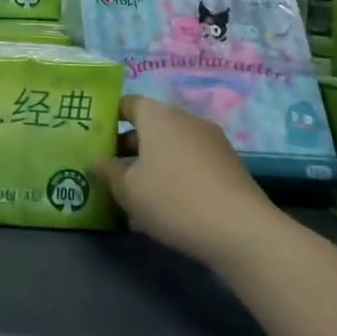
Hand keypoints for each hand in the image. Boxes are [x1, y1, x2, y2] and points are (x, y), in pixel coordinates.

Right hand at [94, 95, 283, 265]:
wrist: (242, 231)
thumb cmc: (173, 199)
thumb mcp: (127, 189)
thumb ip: (107, 172)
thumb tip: (97, 162)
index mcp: (158, 116)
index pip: (127, 103)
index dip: (108, 117)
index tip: (94, 138)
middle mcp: (186, 120)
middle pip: (150, 126)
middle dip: (128, 146)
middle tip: (109, 170)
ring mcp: (212, 143)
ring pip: (171, 147)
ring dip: (151, 164)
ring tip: (134, 194)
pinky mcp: (229, 166)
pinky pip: (191, 163)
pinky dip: (175, 176)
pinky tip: (165, 207)